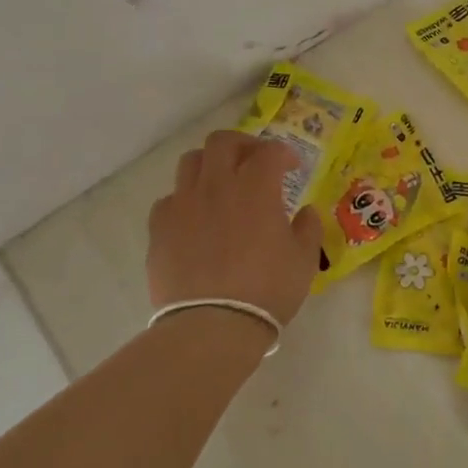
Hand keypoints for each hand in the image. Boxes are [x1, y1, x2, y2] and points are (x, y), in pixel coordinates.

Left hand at [148, 131, 322, 326]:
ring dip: (210, 165)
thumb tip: (305, 212)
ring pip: (191, 162)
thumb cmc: (267, 289)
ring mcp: (183, 204)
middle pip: (223, 142)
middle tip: (254, 162)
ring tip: (221, 184)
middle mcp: (217, 185)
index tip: (292, 167)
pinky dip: (185, 200)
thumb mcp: (304, 259)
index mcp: (256, 187)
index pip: (269, 151)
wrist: (212, 326)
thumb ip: (308, 227)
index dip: (284, 153)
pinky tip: (196, 219)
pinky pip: (170, 199)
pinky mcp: (159, 228)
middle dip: (242, 144)